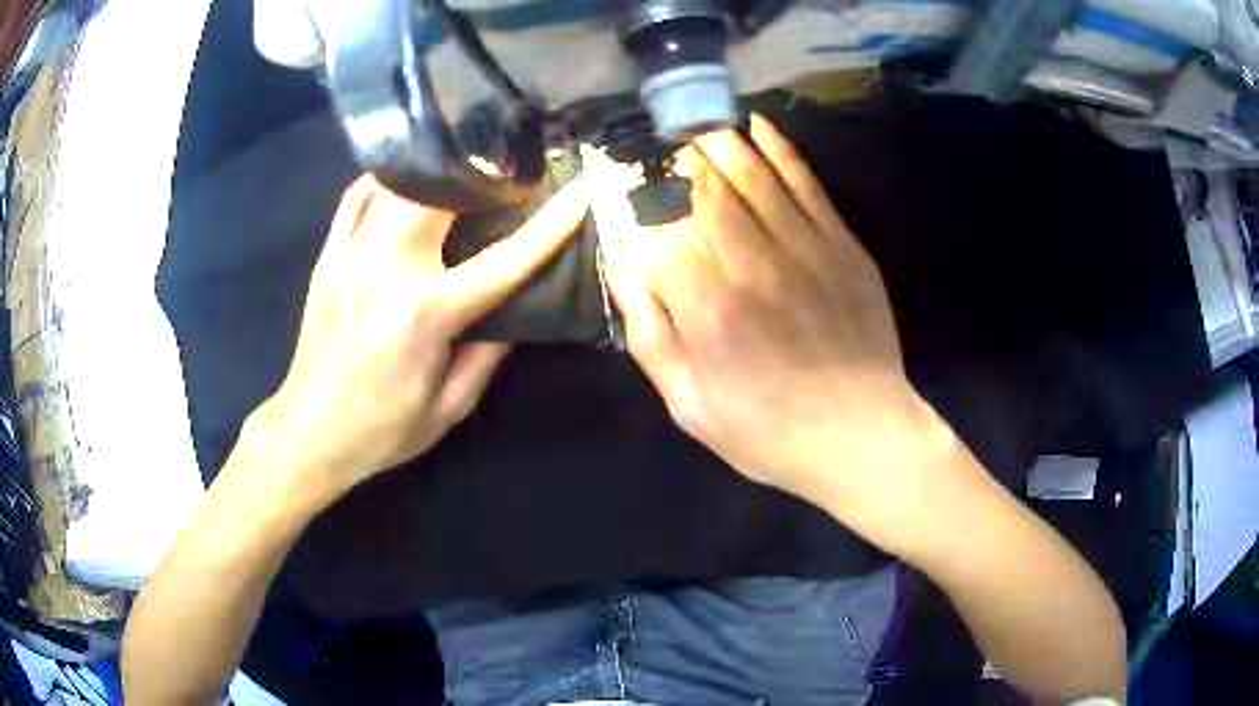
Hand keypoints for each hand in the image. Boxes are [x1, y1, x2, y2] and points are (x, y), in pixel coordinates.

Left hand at [257, 176, 588, 498]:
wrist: (310, 431)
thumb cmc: (383, 429)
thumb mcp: (450, 407)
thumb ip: (489, 354)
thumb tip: (518, 310)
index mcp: (425, 316)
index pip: (501, 261)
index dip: (547, 227)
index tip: (579, 194)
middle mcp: (387, 272)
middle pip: (440, 196)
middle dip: (483, 177)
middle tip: (511, 175)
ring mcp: (351, 256)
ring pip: (399, 186)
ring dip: (438, 173)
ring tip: (465, 173)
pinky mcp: (328, 256)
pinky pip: (357, 197)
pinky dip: (388, 180)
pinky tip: (409, 183)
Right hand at [605, 116, 958, 547]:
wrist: (862, 435)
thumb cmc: (769, 431)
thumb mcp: (690, 406)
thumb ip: (650, 336)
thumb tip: (624, 271)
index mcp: (704, 304)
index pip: (653, 224)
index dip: (632, 196)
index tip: (620, 183)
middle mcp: (748, 260)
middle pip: (698, 186)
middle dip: (670, 159)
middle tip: (655, 145)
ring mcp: (801, 245)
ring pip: (748, 172)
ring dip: (715, 143)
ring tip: (693, 127)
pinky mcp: (840, 242)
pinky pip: (805, 181)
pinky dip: (778, 148)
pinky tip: (756, 124)